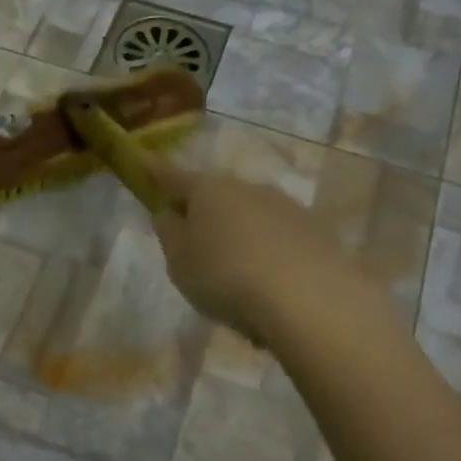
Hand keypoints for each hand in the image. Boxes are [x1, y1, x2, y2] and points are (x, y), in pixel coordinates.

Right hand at [146, 158, 370, 340]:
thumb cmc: (226, 277)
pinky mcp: (316, 231)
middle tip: (192, 243)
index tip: (143, 163)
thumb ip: (169, 234)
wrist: (309, 298)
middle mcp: (248, 188)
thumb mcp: (179, 262)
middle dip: (202, 212)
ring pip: (249, 216)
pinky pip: (277, 238)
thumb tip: (169, 212)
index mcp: (208, 190)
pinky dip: (266, 253)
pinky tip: (266, 285)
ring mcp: (286, 206)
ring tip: (233, 275)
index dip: (155, 172)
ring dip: (237, 234)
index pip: (173, 176)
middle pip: (216, 195)